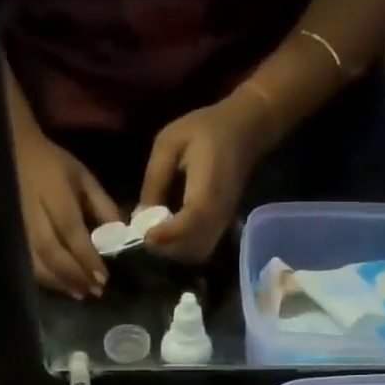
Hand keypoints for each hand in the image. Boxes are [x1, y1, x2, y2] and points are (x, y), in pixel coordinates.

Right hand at [14, 130, 122, 298]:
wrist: (11, 152)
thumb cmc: (53, 165)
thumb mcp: (82, 177)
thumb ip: (102, 205)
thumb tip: (120, 236)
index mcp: (54, 194)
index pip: (71, 231)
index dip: (87, 257)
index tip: (104, 278)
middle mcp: (33, 213)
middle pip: (52, 252)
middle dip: (74, 275)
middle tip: (94, 291)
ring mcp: (17, 226)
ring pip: (36, 262)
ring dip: (59, 282)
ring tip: (80, 293)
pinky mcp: (10, 236)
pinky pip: (26, 263)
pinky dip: (45, 279)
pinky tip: (61, 286)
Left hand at [137, 90, 270, 263]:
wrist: (245, 131)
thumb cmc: (205, 129)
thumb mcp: (169, 144)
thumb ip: (154, 179)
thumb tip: (138, 217)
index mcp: (208, 187)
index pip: (190, 222)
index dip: (166, 234)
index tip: (144, 235)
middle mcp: (218, 212)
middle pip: (192, 249)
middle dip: (165, 249)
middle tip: (144, 236)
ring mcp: (223, 223)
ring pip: (196, 254)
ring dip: (173, 252)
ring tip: (154, 235)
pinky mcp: (222, 227)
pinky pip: (201, 249)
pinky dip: (182, 249)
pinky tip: (167, 233)